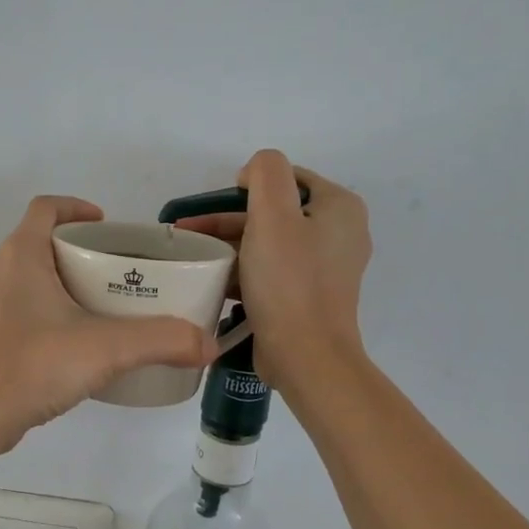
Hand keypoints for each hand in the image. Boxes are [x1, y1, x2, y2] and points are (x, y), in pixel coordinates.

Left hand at [0, 196, 216, 451]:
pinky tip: (68, 349)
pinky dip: (44, 316)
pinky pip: (16, 314)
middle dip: (76, 253)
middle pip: (37, 244)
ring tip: (97, 311)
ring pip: (25, 282)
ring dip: (59, 286)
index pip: (45, 208)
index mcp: (20, 257)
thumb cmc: (31, 366)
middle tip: (114, 274)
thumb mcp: (106, 349)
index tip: (105, 225)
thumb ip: (161, 341)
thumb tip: (207, 344)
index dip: (75, 207)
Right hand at [174, 151, 371, 385]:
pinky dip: (244, 270)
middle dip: (229, 219)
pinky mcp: (308, 296)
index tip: (215, 203)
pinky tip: (213, 279)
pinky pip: (272, 271)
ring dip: (231, 245)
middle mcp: (339, 234)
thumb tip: (254, 173)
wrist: (305, 356)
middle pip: (275, 212)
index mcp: (340, 208)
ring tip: (192, 255)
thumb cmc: (289, 281)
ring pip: (269, 243)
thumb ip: (266, 173)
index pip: (288, 178)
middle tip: (189, 231)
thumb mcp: (273, 214)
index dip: (249, 184)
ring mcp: (325, 268)